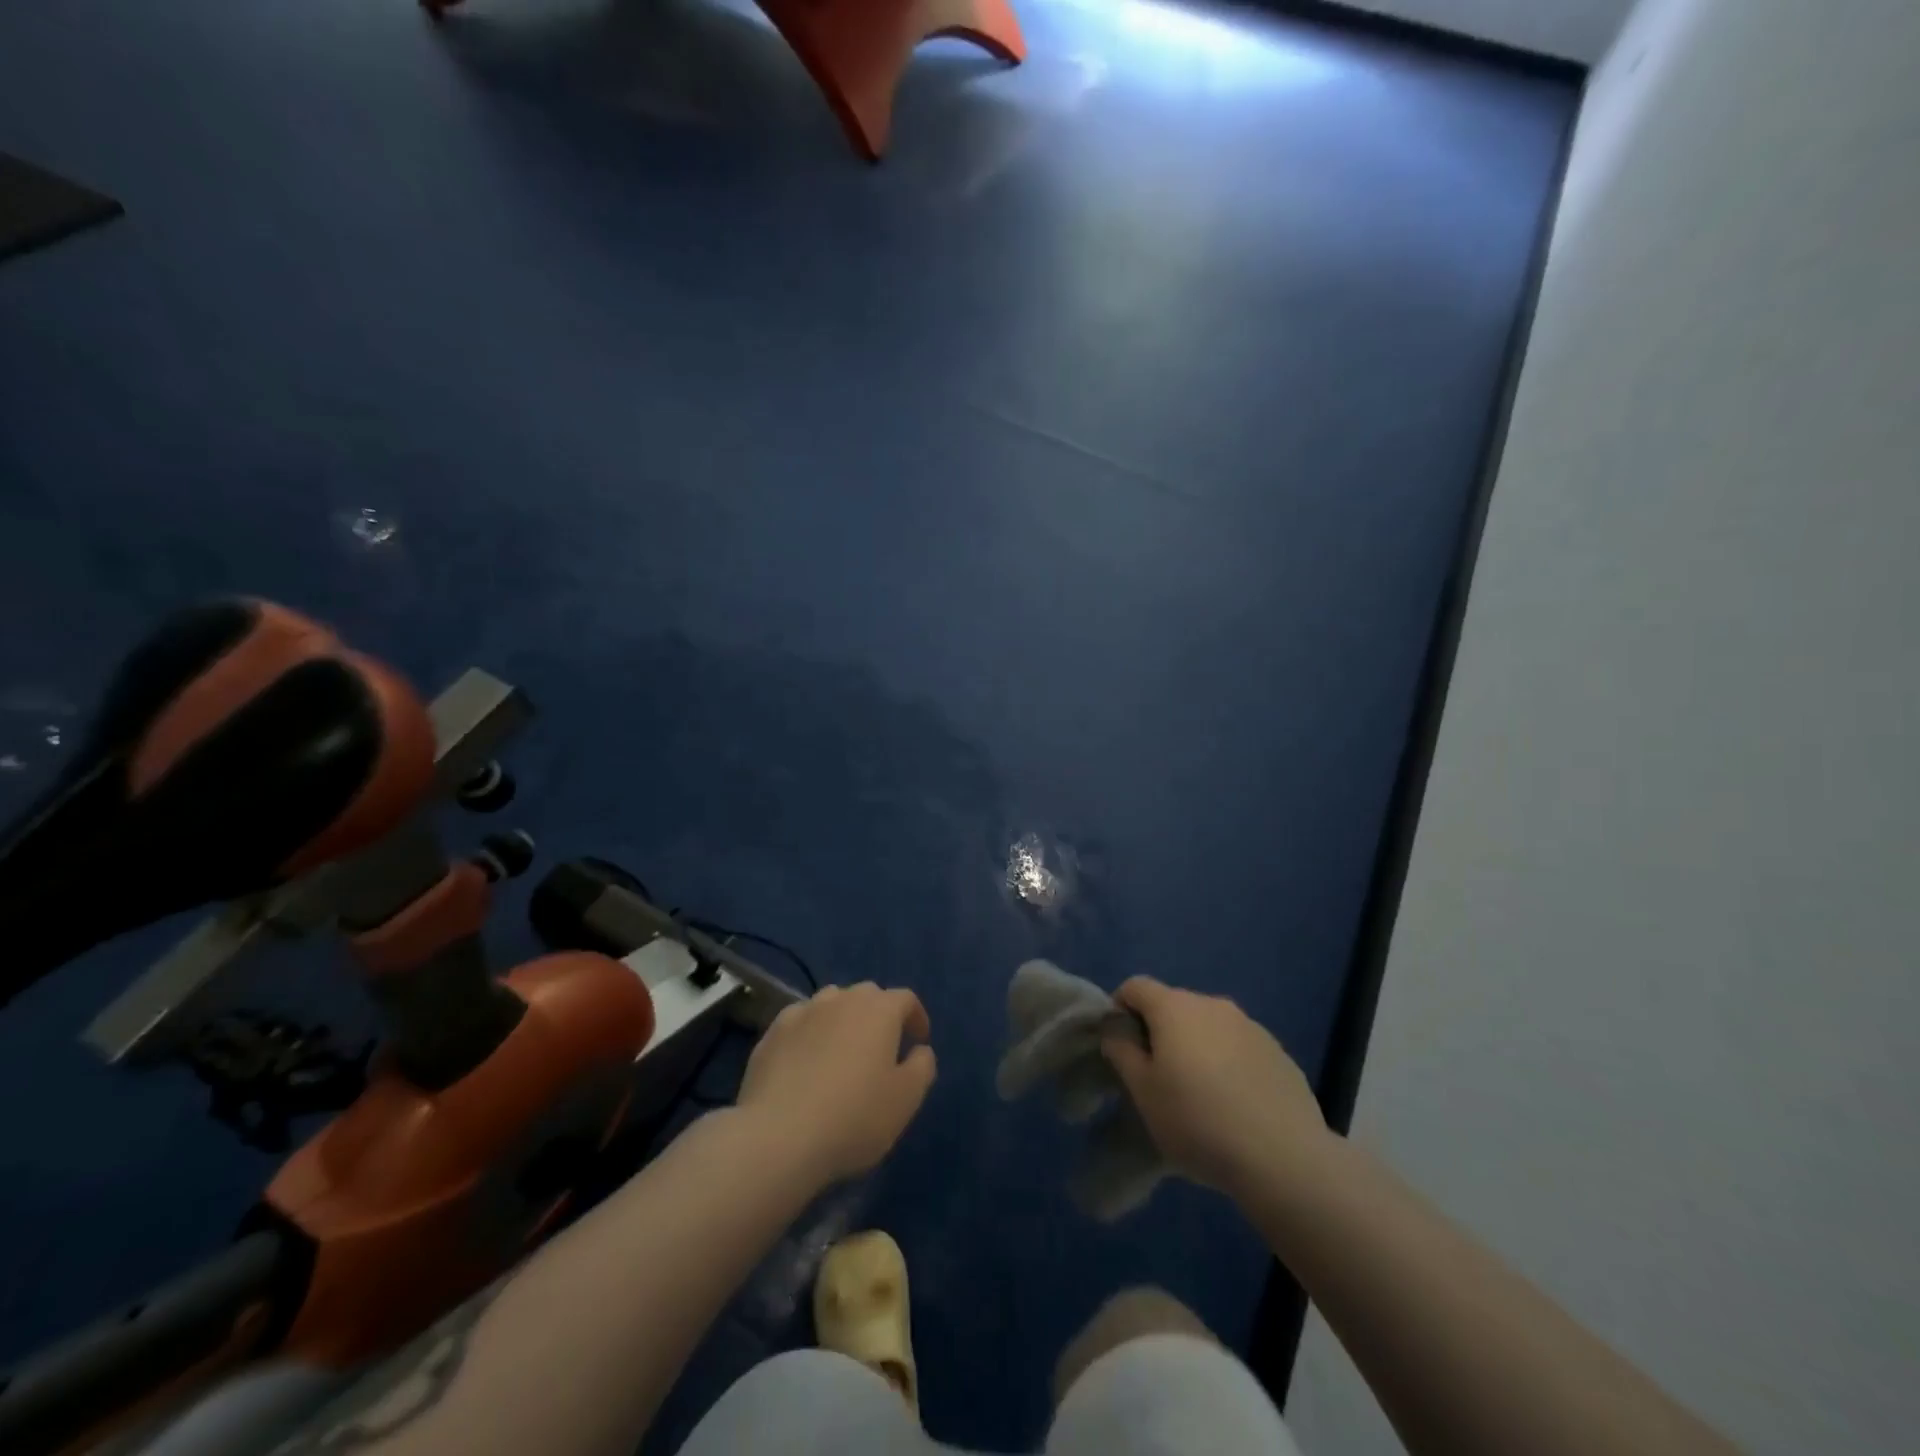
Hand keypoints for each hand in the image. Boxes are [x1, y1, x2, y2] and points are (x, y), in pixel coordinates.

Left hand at [737, 983, 937, 1184]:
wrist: (778, 1135)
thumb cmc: (854, 1116)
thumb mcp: (906, 1099)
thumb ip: (922, 1067)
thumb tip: (919, 1050)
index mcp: (879, 1010)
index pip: (905, 999)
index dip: (916, 1017)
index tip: (919, 1041)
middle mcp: (841, 999)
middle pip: (867, 995)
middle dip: (879, 1014)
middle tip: (882, 1047)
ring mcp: (803, 1012)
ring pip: (831, 1003)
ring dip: (843, 1020)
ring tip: (843, 1051)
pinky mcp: (772, 1032)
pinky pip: (800, 1023)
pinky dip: (810, 1034)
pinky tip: (806, 1061)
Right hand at [1102, 977, 1327, 1199]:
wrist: (1284, 1158)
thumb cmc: (1198, 1121)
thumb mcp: (1143, 1092)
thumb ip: (1121, 1051)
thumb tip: (1116, 1029)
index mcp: (1175, 1007)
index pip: (1135, 986)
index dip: (1120, 1009)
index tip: (1120, 1046)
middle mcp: (1213, 1004)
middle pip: (1173, 1005)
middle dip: (1159, 1031)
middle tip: (1156, 1076)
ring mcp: (1250, 1026)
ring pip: (1209, 1026)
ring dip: (1196, 1047)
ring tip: (1198, 1094)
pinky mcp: (1278, 1052)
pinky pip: (1239, 1047)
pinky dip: (1227, 1063)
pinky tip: (1234, 1105)